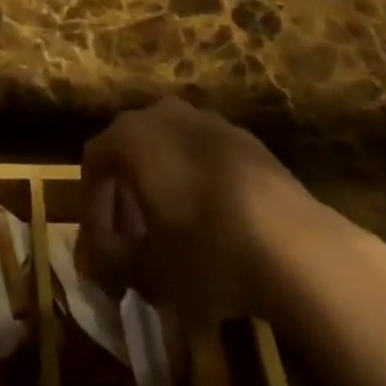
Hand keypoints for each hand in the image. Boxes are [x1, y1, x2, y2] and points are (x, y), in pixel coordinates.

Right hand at [76, 97, 330, 321]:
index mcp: (131, 135)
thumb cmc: (206, 250)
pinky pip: (205, 157)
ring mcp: (207, 119)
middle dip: (126, 197)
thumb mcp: (150, 272)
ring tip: (174, 236)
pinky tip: (215, 226)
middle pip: (131, 150)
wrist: (293, 242)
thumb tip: (97, 264)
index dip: (92, 209)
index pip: (94, 162)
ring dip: (163, 187)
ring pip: (170, 150)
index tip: (102, 253)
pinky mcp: (245, 138)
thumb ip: (113, 263)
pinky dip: (198, 185)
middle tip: (133, 243)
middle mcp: (163, 113)